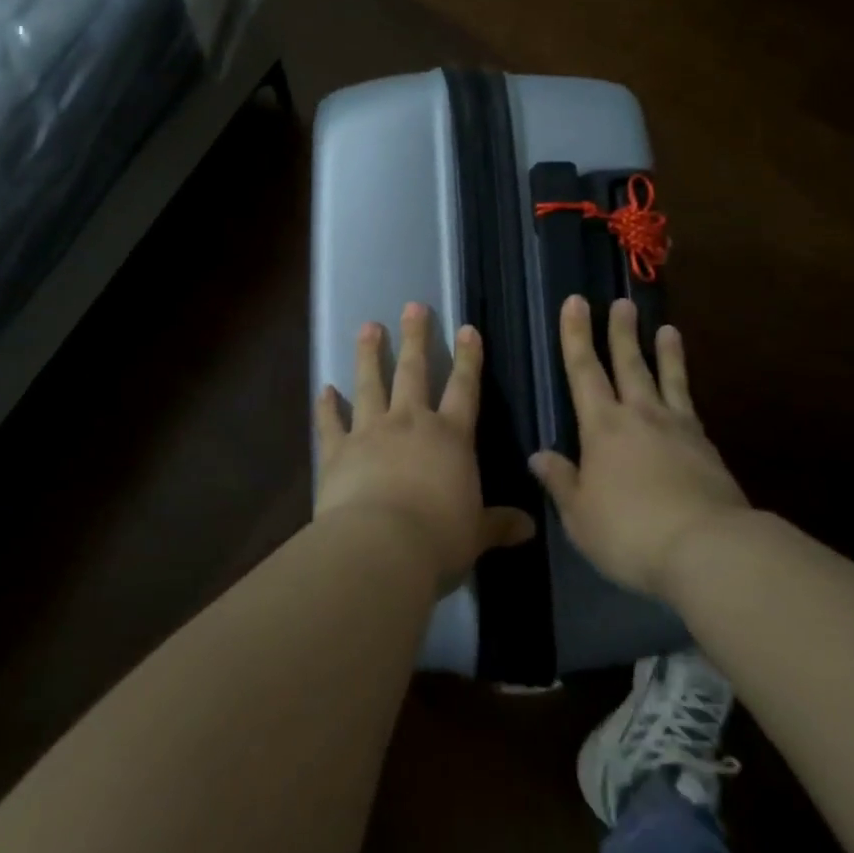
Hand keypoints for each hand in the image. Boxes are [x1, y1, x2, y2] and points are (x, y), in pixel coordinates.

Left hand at [315, 302, 534, 589]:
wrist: (381, 546)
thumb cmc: (439, 538)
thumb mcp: (476, 534)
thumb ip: (499, 525)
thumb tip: (530, 527)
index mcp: (450, 437)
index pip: (464, 388)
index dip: (468, 358)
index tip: (467, 329)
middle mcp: (411, 423)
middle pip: (413, 371)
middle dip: (415, 337)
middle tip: (412, 306)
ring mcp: (370, 432)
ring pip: (370, 384)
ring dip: (369, 354)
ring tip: (368, 327)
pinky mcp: (337, 451)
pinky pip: (331, 423)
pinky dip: (326, 406)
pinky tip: (323, 389)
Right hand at [529, 295, 748, 597]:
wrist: (708, 549)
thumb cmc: (630, 532)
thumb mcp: (581, 516)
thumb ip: (561, 482)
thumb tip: (538, 455)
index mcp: (603, 427)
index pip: (584, 371)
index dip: (576, 336)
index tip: (575, 302)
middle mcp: (640, 416)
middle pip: (629, 364)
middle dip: (621, 332)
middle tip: (621, 303)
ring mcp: (678, 429)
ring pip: (668, 380)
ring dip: (665, 353)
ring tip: (667, 329)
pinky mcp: (707, 449)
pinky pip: (691, 409)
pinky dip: (686, 394)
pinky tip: (686, 395)